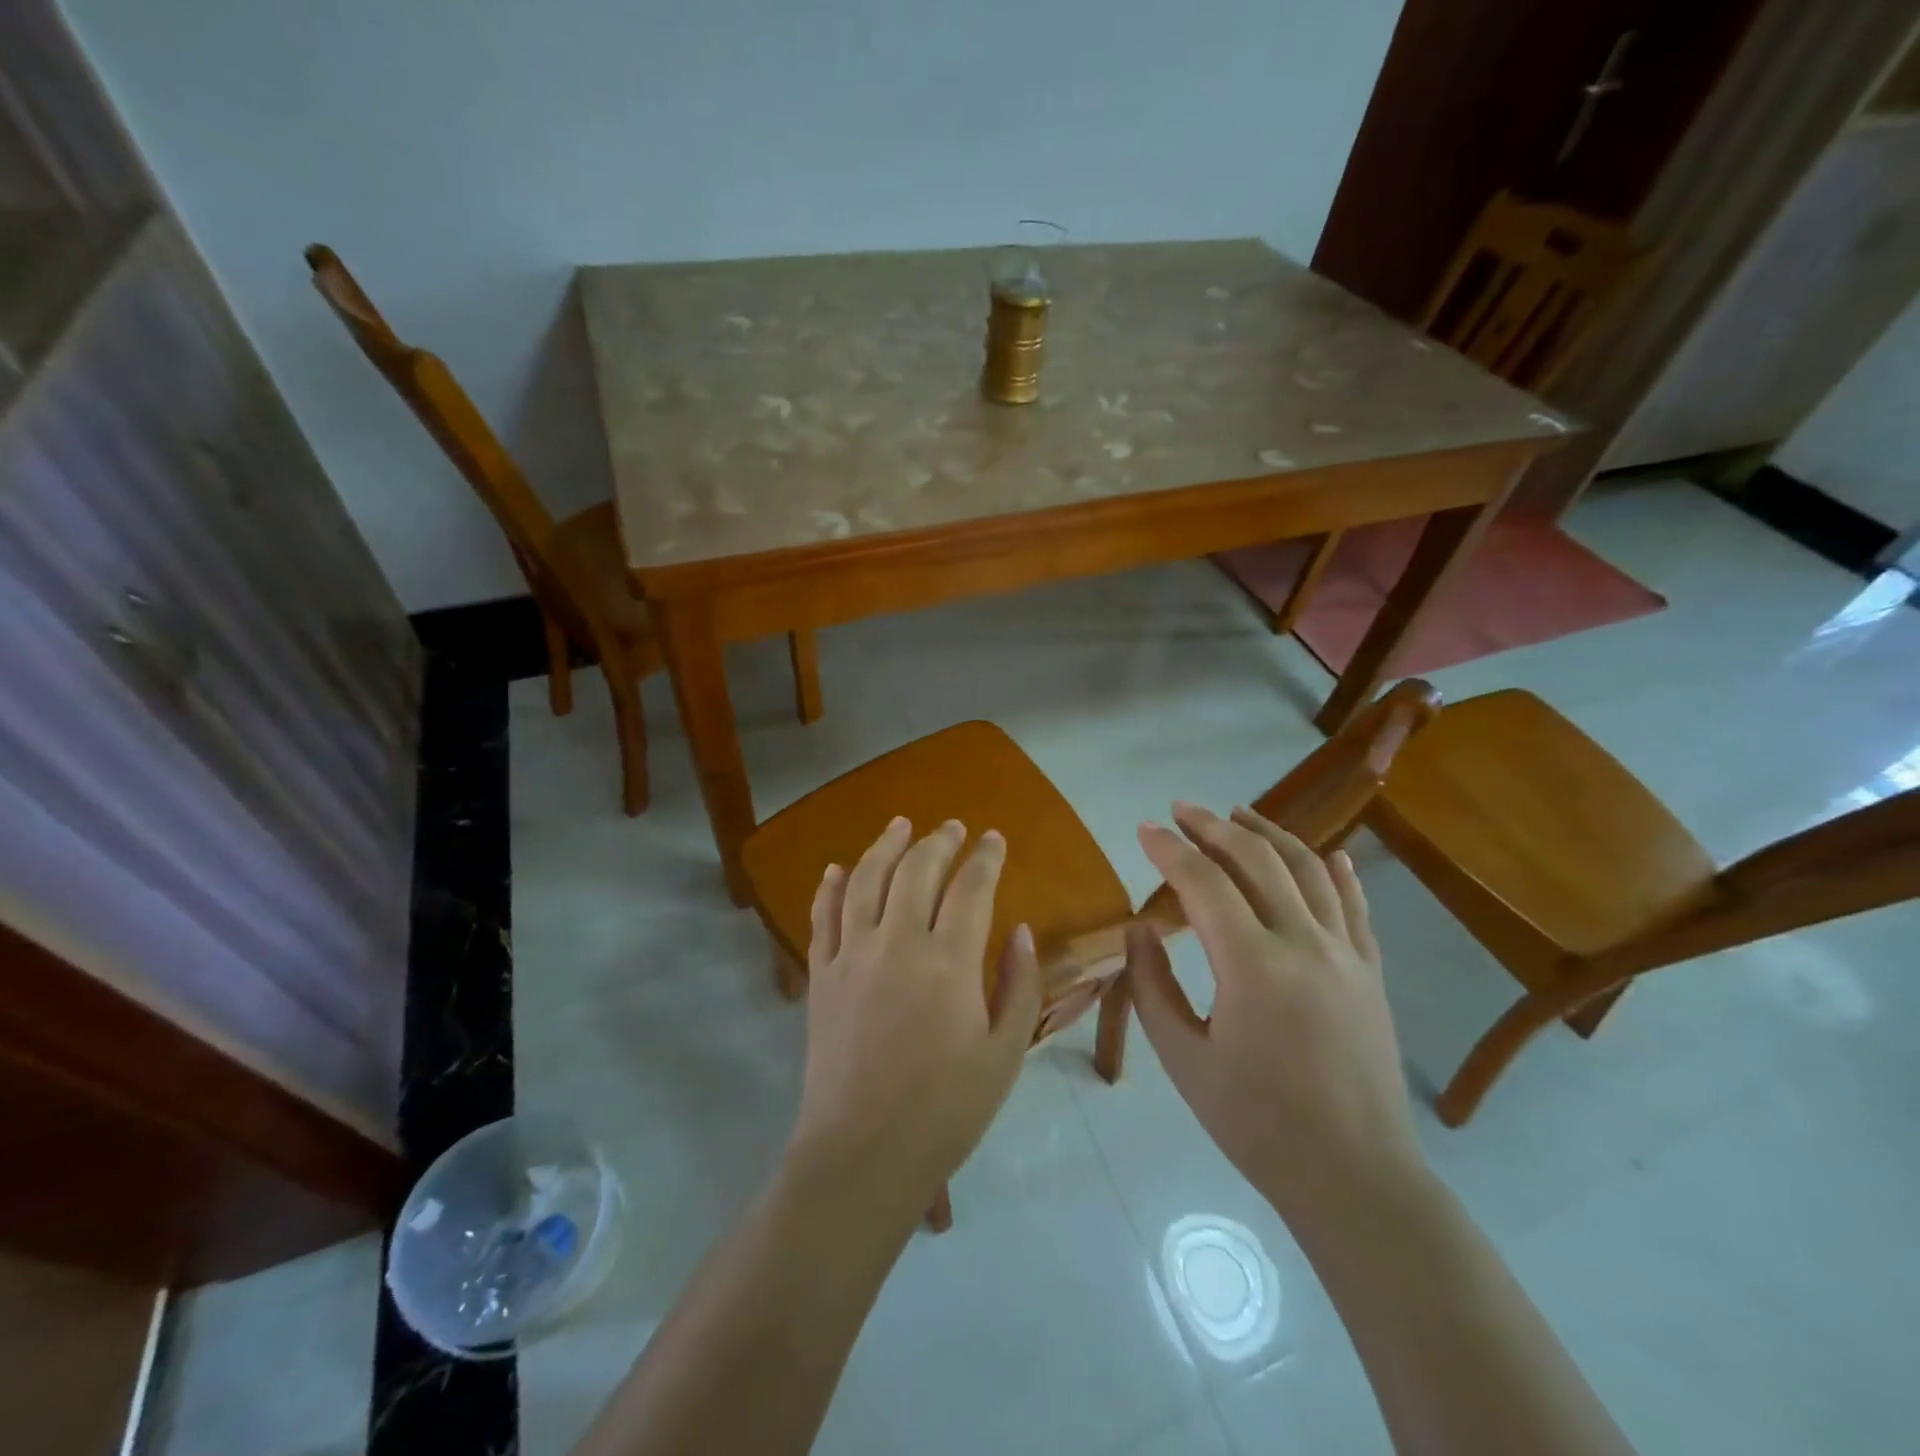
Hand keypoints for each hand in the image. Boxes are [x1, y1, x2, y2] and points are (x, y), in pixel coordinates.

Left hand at [786, 817, 1042, 1216]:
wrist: (861, 1154)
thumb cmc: (945, 1110)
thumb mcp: (1004, 1054)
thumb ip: (1019, 985)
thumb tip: (1021, 931)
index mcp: (949, 961)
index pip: (971, 887)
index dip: (985, 858)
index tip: (994, 839)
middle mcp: (897, 942)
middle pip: (917, 870)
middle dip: (939, 842)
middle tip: (953, 828)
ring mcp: (852, 955)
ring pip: (866, 880)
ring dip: (885, 846)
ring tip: (900, 825)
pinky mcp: (820, 975)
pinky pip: (822, 916)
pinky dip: (829, 886)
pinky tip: (836, 868)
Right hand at [1125, 802, 1425, 1230]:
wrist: (1356, 1178)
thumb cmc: (1257, 1125)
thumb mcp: (1184, 1061)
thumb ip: (1152, 987)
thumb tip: (1140, 928)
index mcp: (1252, 966)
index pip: (1204, 883)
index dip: (1169, 849)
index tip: (1143, 828)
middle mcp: (1304, 944)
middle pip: (1257, 860)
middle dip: (1214, 826)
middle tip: (1182, 809)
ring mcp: (1346, 954)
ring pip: (1308, 870)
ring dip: (1269, 833)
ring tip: (1239, 812)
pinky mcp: (1370, 972)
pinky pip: (1355, 906)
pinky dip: (1336, 872)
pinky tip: (1327, 855)